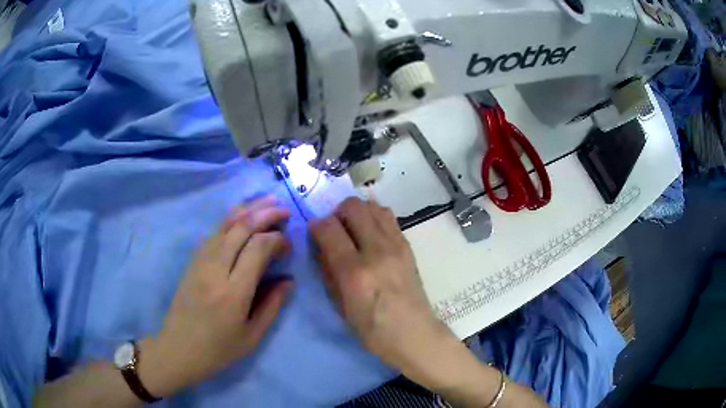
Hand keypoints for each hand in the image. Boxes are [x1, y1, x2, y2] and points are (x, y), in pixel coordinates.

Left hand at [138, 196, 292, 396]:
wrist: (178, 349)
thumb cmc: (218, 350)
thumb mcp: (252, 336)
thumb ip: (272, 305)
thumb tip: (288, 280)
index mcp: (233, 293)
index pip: (257, 249)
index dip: (276, 239)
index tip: (288, 245)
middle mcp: (214, 271)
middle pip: (240, 229)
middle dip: (265, 214)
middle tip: (284, 209)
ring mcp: (199, 263)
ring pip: (224, 225)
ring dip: (247, 210)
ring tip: (266, 201)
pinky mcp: (191, 262)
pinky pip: (212, 234)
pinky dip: (229, 220)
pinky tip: (240, 217)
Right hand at [309, 198, 450, 373]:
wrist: (414, 333)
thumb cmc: (372, 330)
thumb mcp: (340, 306)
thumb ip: (328, 272)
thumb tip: (320, 246)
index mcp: (354, 272)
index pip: (328, 228)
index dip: (316, 225)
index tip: (313, 231)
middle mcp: (376, 251)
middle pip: (352, 207)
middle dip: (336, 212)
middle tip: (334, 228)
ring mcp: (395, 245)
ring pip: (372, 206)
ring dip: (357, 212)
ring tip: (353, 229)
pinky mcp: (407, 245)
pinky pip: (388, 217)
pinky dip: (374, 217)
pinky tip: (370, 234)